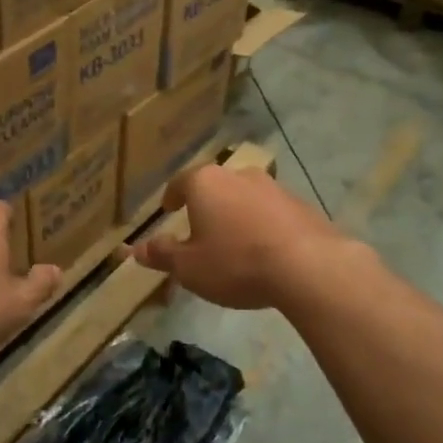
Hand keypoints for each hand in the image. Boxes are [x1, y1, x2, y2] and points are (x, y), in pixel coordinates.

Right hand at [126, 165, 360, 310]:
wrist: (308, 266)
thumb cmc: (236, 263)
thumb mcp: (189, 267)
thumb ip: (162, 254)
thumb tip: (135, 249)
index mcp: (206, 183)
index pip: (181, 182)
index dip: (172, 197)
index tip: (169, 209)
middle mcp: (239, 175)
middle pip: (215, 187)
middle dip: (206, 206)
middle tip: (199, 229)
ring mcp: (274, 187)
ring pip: (245, 198)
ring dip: (236, 215)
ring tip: (233, 243)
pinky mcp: (301, 204)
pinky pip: (272, 212)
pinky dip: (262, 226)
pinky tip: (265, 250)